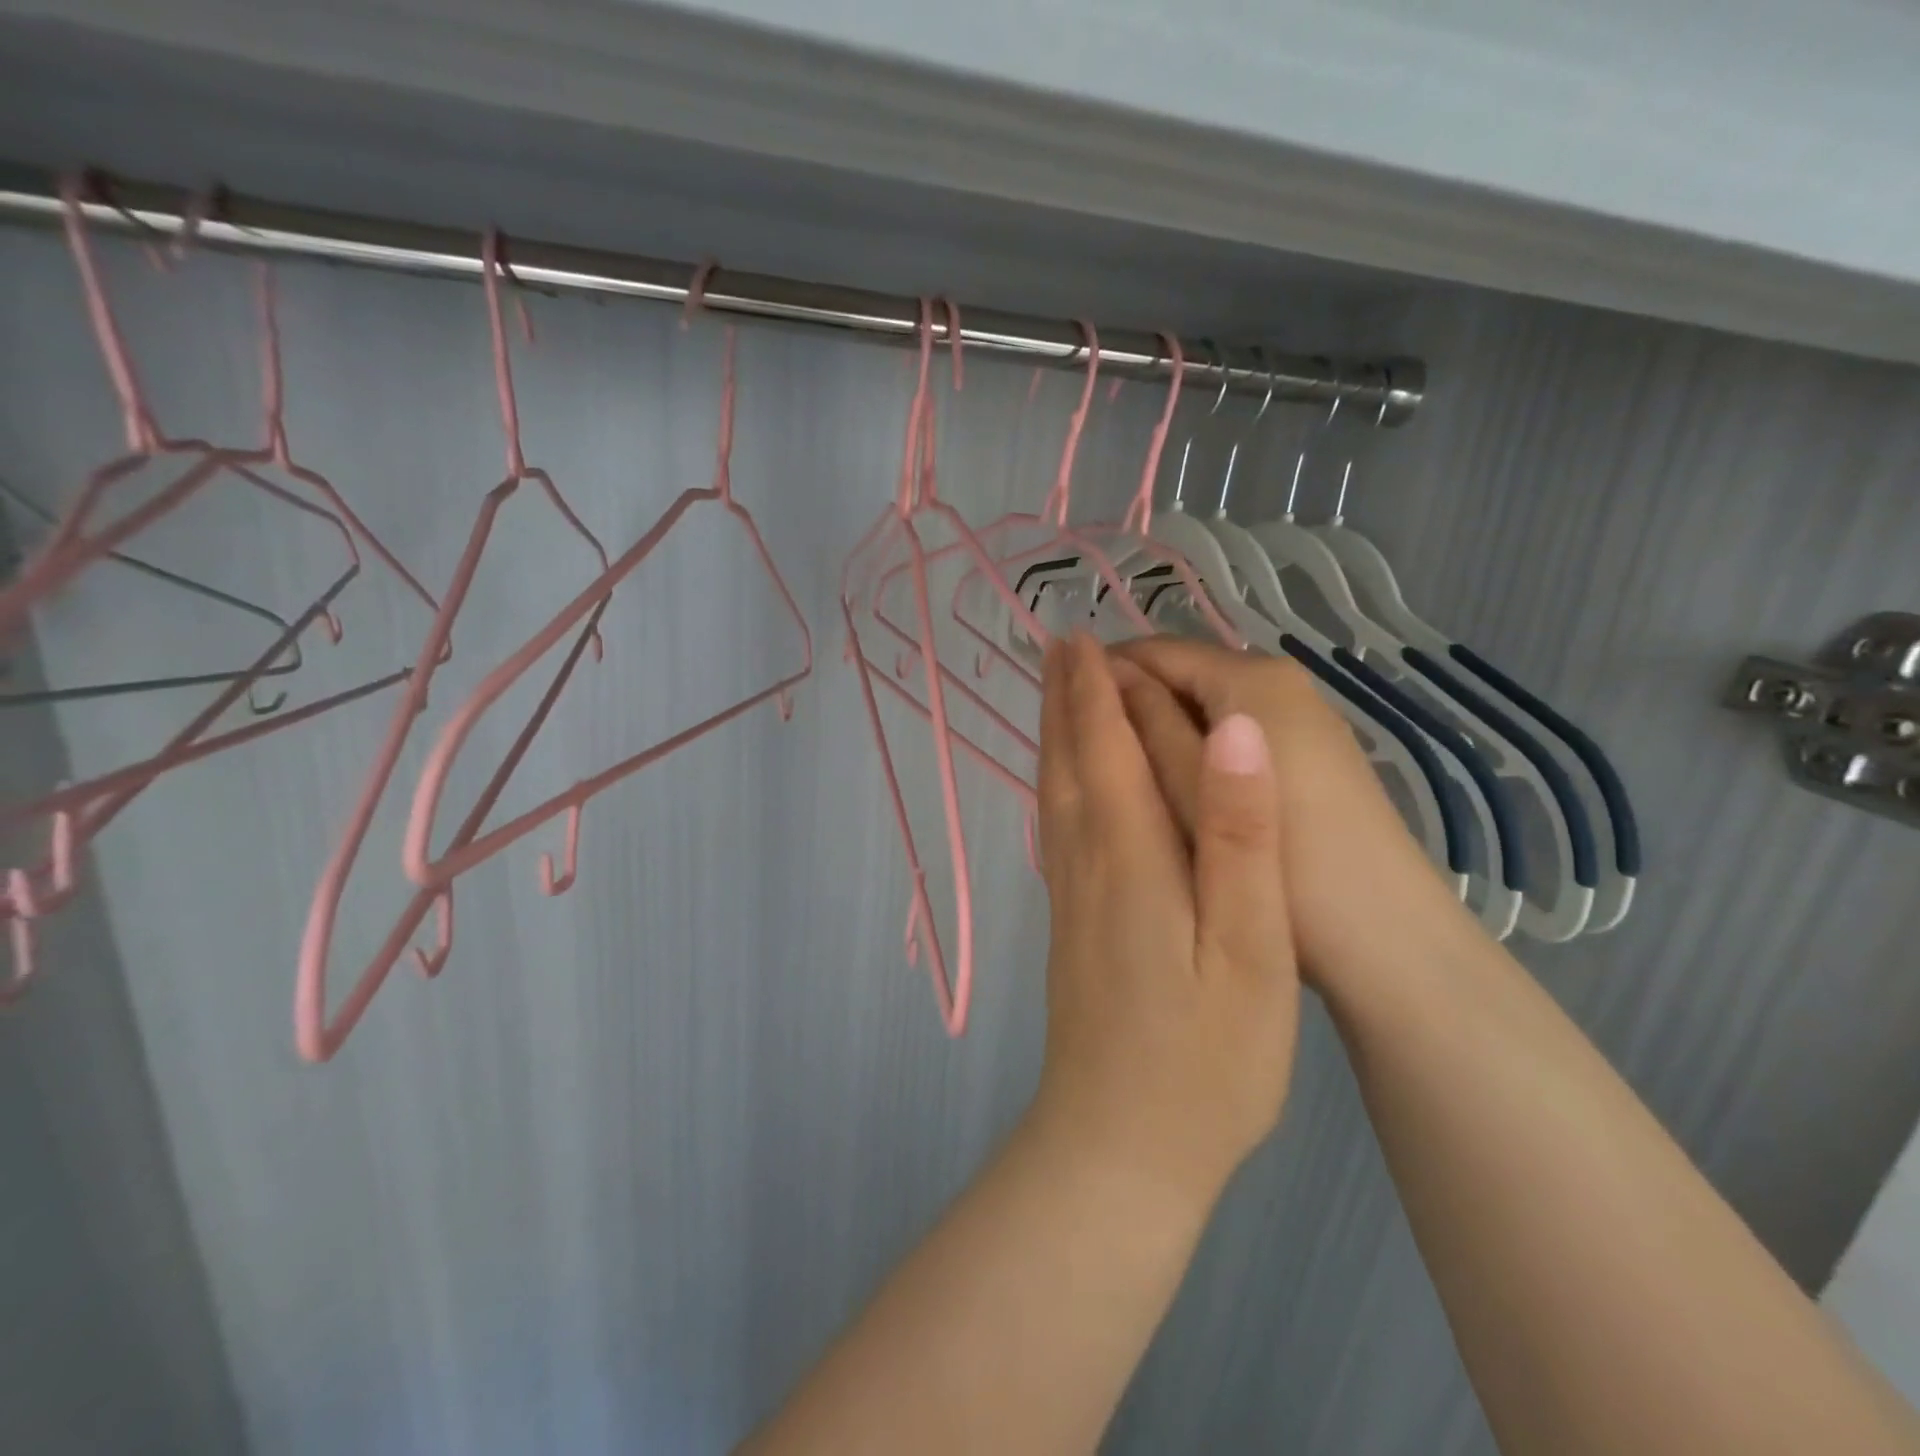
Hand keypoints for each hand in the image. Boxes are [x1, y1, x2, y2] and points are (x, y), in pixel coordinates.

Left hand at [1029, 634, 1298, 1207]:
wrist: (1119, 1146)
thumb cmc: (1205, 1056)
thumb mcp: (1252, 946)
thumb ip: (1241, 835)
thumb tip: (1233, 730)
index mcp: (1130, 856)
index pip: (1105, 748)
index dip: (1095, 690)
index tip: (1082, 637)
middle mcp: (1086, 864)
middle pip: (1069, 763)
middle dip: (1064, 700)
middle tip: (1056, 645)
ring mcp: (1070, 898)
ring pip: (1055, 795)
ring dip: (1054, 737)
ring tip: (1053, 696)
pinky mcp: (1070, 928)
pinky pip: (1056, 831)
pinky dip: (1056, 788)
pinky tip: (1062, 788)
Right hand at [1109, 636, 1461, 991]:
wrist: (1387, 936)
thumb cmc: (1283, 856)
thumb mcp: (1195, 786)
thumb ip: (1146, 724)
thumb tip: (1101, 673)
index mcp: (1253, 677)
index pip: (1156, 650)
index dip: (1099, 672)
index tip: (1052, 706)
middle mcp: (1280, 682)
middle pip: (1183, 675)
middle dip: (1127, 702)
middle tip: (1076, 749)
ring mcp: (1299, 719)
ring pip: (1205, 709)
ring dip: (1157, 729)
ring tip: (1111, 771)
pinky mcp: (1307, 756)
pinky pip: (1229, 736)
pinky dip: (1191, 750)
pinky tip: (1167, 786)